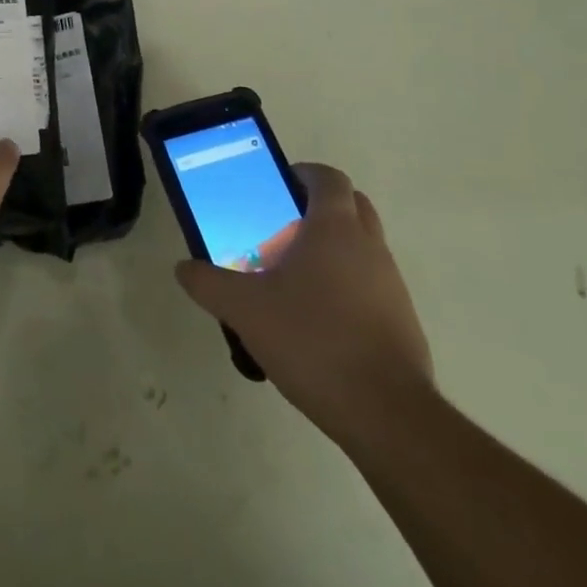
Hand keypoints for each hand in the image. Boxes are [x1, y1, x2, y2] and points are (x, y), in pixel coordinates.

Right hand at [175, 163, 433, 445]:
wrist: (385, 412)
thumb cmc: (312, 340)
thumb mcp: (244, 310)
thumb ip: (208, 283)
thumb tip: (184, 267)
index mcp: (335, 228)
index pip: (328, 178)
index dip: (304, 173)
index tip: (278, 185)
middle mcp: (370, 246)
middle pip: (351, 205)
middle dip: (319, 207)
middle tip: (281, 227)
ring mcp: (392, 284)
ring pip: (363, 246)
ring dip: (333, 248)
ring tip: (292, 278)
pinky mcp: (402, 320)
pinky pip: (371, 284)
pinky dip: (347, 285)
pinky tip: (316, 321)